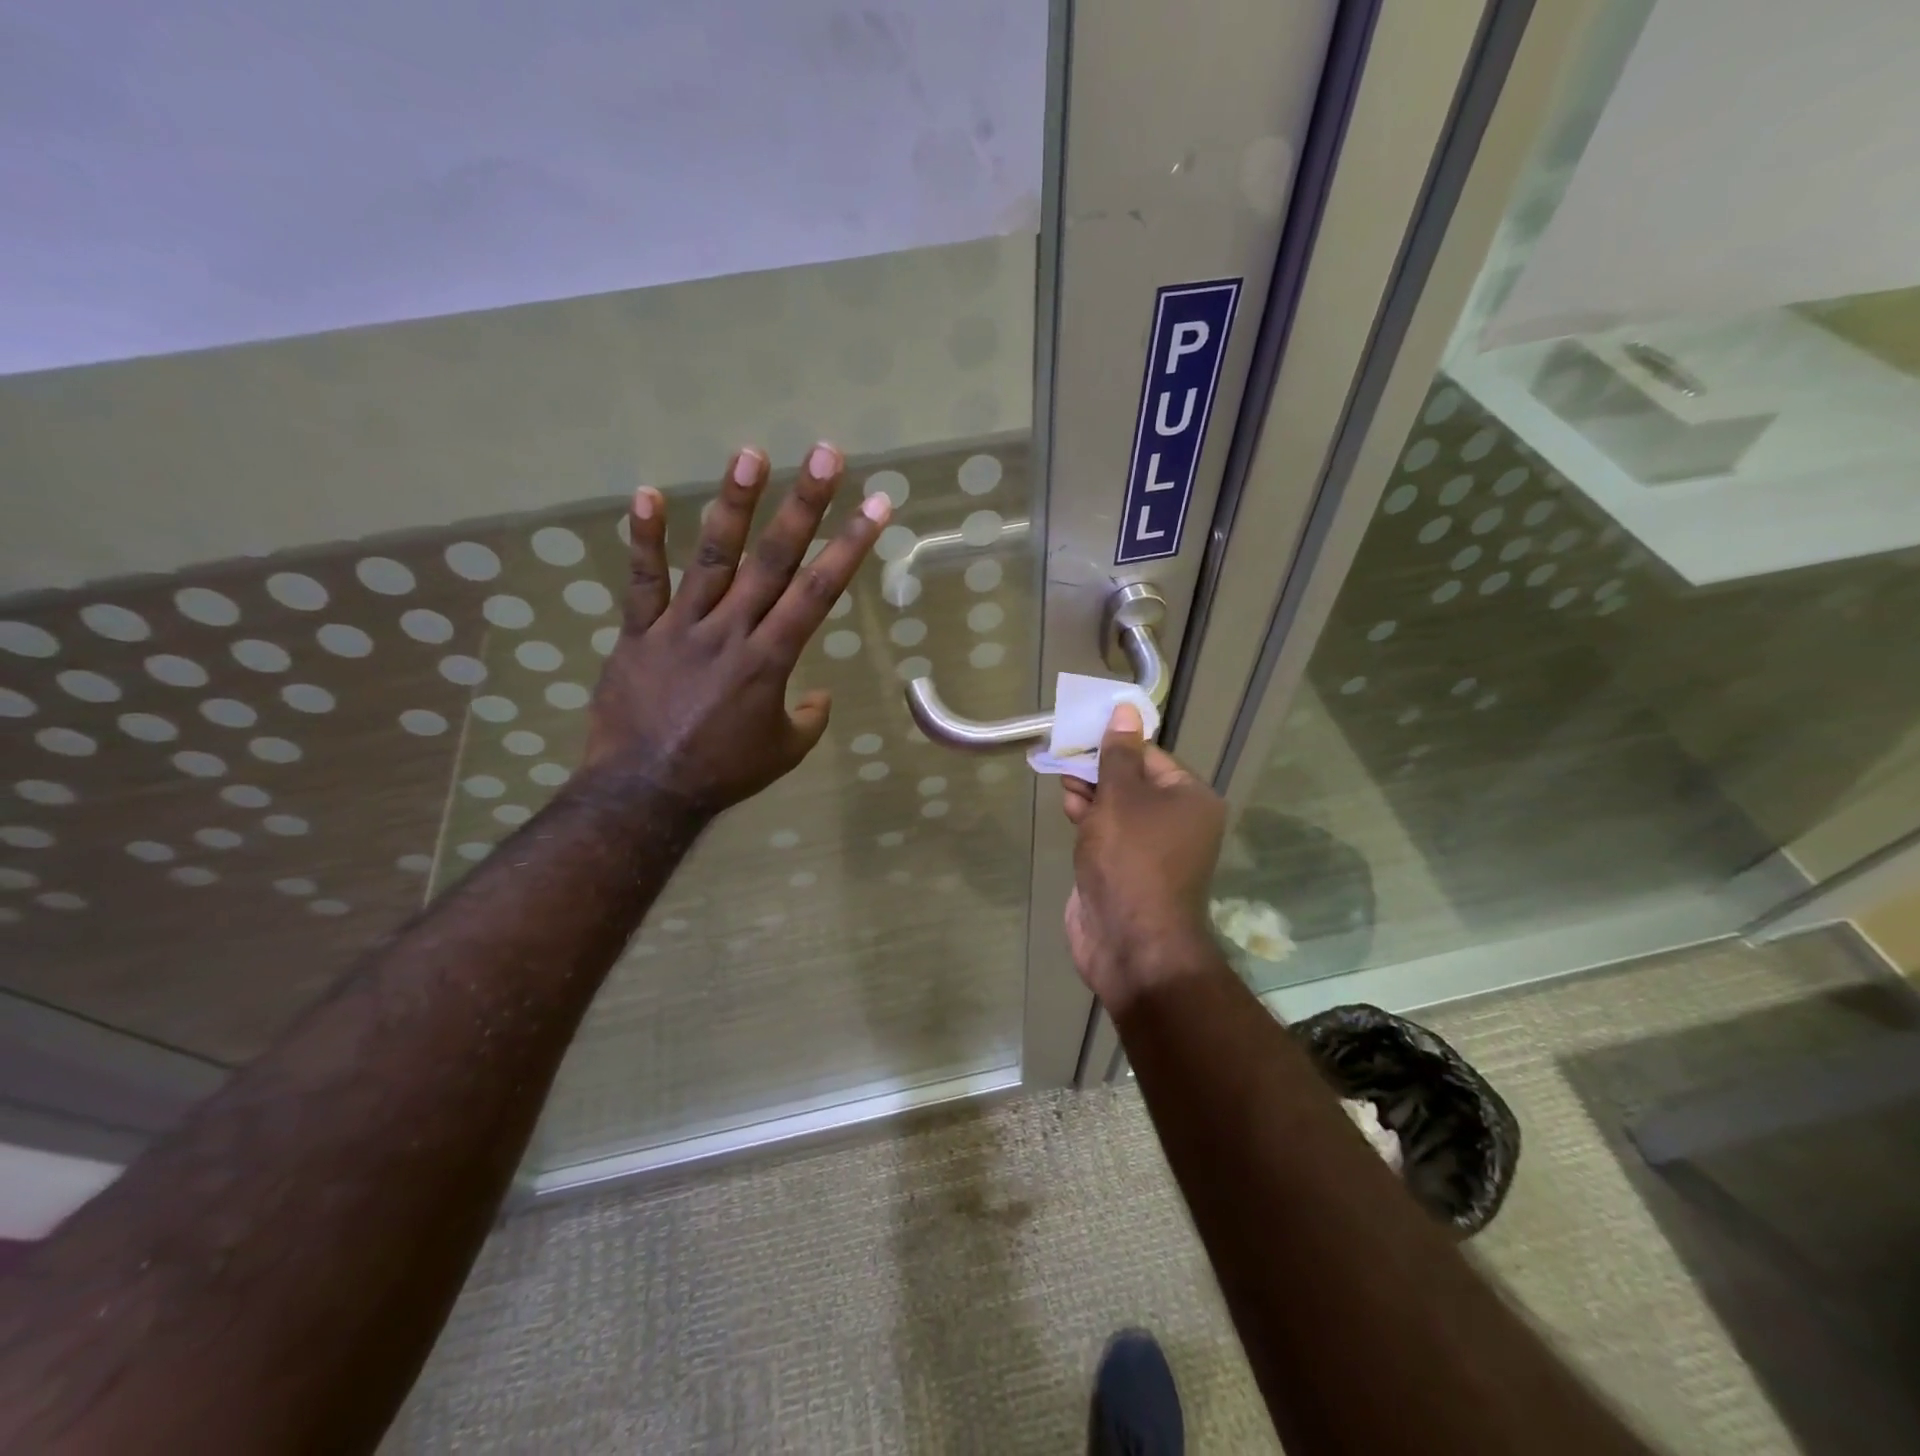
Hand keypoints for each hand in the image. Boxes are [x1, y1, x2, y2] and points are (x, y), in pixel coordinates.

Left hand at [583, 442, 887, 813]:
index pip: (818, 592)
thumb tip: (818, 695)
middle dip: (805, 505)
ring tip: (751, 454)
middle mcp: (731, 631)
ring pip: (712, 556)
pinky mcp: (639, 633)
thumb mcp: (784, 752)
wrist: (644, 791)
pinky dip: (643, 539)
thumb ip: (809, 719)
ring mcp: (681, 627)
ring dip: (734, 504)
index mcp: (770, 660)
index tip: (875, 507)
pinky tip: (647, 493)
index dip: (849, 546)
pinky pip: (642, 581)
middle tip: (825, 456)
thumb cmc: (723, 773)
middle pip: (774, 560)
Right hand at [1062, 704, 1226, 1011]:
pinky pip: (1109, 835)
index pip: (1151, 756)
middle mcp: (1178, 822)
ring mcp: (1153, 850)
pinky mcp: (1128, 870)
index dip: (1116, 743)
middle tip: (1066, 754)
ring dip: (1091, 793)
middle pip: (1135, 781)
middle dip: (1099, 769)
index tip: (1081, 733)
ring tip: (1063, 779)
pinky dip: (1089, 820)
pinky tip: (1068, 808)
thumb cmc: (1130, 858)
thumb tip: (1127, 709)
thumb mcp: (1121, 797)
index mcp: (1190, 799)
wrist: (1130, 942)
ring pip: (1119, 809)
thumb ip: (1117, 754)